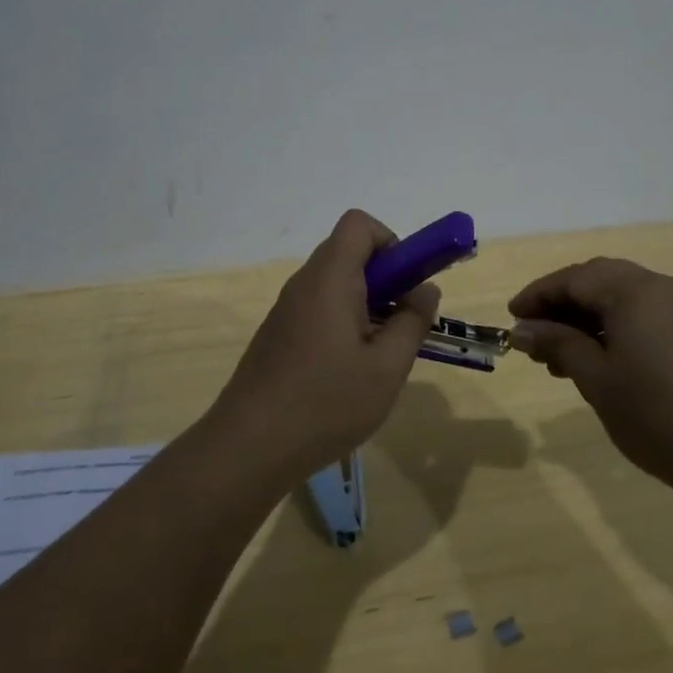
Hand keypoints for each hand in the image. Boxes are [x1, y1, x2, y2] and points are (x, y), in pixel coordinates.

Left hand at [213, 210, 439, 480]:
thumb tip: (425, 289)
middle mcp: (304, 284)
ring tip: (378, 355)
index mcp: (329, 278)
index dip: (391, 242)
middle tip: (401, 323)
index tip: (407, 284)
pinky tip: (348, 374)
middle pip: (348, 253)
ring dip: (365, 304)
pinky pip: (318, 309)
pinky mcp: (277, 335)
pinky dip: (342, 323)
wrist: (248, 448)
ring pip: (334, 284)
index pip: (359, 224)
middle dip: (385, 278)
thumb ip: (412, 322)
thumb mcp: (386, 368)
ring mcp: (285, 310)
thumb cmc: (325, 404)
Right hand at [507, 258, 672, 499]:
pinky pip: (646, 313)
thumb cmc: (658, 416)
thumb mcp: (597, 379)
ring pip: (624, 297)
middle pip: (600, 279)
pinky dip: (616, 326)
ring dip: (589, 316)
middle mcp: (662, 286)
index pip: (574, 278)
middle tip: (535, 335)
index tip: (512, 318)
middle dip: (563, 303)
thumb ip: (558, 344)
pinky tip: (602, 359)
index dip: (538, 295)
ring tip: (561, 357)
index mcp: (634, 291)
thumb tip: (524, 329)